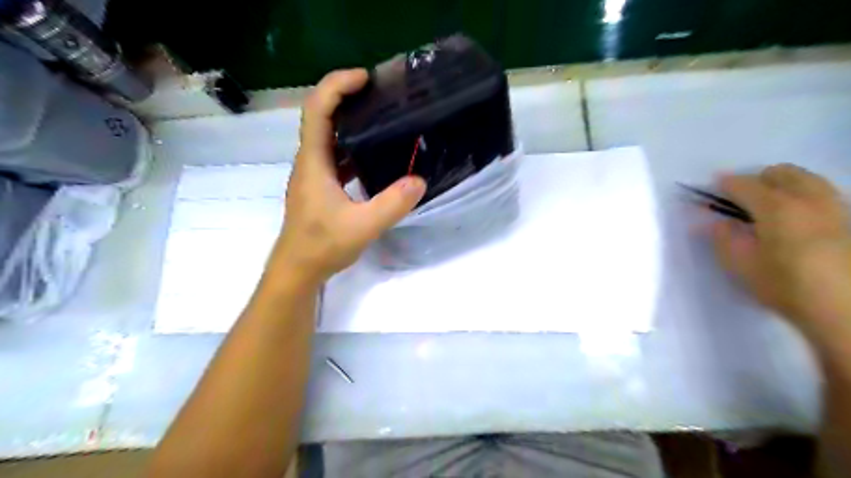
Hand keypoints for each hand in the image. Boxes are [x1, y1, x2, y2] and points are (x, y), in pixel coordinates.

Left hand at [271, 70, 428, 286]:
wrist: (298, 270)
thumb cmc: (322, 246)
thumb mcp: (362, 227)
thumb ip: (392, 204)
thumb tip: (419, 180)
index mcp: (314, 162)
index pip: (317, 110)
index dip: (337, 86)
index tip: (366, 79)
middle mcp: (310, 162)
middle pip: (322, 116)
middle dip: (347, 97)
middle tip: (380, 94)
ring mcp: (314, 175)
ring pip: (329, 137)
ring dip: (351, 122)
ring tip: (382, 118)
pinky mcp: (321, 187)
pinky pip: (336, 156)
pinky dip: (353, 147)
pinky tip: (375, 155)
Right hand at [713, 163, 850, 342]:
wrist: (846, 310)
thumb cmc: (785, 287)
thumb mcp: (740, 266)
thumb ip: (722, 238)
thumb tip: (712, 221)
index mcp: (776, 207)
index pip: (743, 184)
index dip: (723, 185)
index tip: (710, 191)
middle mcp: (808, 198)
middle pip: (780, 172)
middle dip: (756, 180)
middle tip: (740, 201)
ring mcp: (835, 207)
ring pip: (806, 179)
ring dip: (782, 185)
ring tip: (768, 206)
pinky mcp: (850, 220)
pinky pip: (822, 194)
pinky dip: (803, 196)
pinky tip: (796, 218)